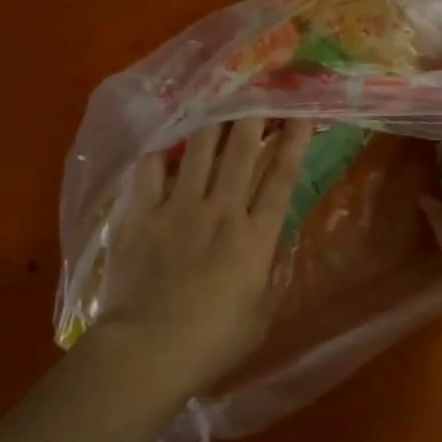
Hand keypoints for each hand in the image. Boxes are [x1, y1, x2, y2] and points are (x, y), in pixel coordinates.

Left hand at [94, 117, 314, 397]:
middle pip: (241, 151)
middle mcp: (221, 211)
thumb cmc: (212, 343)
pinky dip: (160, 152)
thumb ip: (271, 274)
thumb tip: (275, 245)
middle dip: (254, 116)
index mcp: (255, 237)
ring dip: (213, 122)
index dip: (293, 142)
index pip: (281, 178)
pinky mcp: (141, 214)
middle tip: (260, 90)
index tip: (300, 113)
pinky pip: (150, 170)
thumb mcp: (261, 315)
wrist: (147, 351)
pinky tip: (165, 141)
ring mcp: (178, 208)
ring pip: (200, 150)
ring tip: (220, 99)